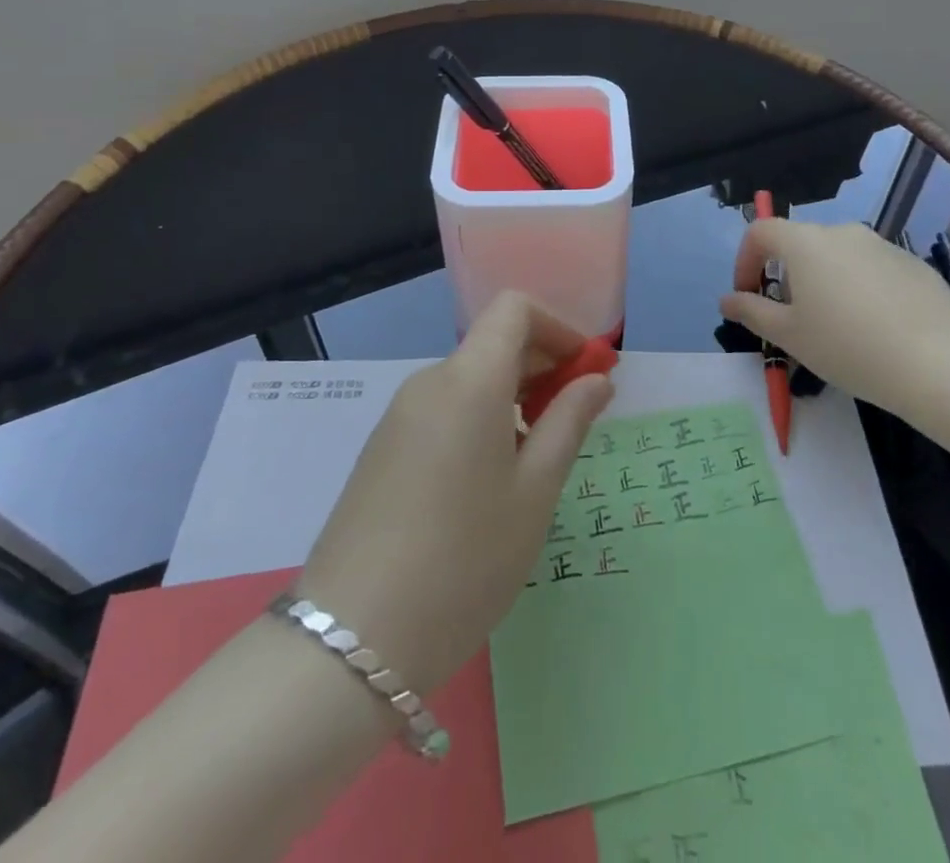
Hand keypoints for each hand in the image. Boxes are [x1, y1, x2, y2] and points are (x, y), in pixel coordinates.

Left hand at [297, 292, 613, 698]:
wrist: (352, 640)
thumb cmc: (466, 559)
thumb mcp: (535, 491)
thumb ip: (569, 422)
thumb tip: (597, 379)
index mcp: (469, 379)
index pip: (514, 309)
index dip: (557, 328)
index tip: (585, 372)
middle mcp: (429, 382)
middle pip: (492, 343)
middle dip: (541, 365)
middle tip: (574, 420)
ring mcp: (399, 416)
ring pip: (469, 379)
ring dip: (512, 397)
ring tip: (536, 459)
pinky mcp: (382, 449)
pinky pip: (443, 410)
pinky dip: (479, 419)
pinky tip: (490, 479)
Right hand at [720, 220, 949, 414]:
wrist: (935, 361)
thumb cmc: (846, 345)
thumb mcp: (789, 335)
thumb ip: (752, 312)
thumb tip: (727, 299)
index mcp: (805, 243)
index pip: (761, 231)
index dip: (745, 259)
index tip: (749, 294)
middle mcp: (841, 232)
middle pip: (800, 244)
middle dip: (786, 276)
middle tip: (792, 319)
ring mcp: (880, 244)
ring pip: (837, 257)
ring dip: (824, 282)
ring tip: (836, 327)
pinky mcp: (911, 263)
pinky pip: (871, 269)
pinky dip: (860, 288)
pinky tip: (874, 328)